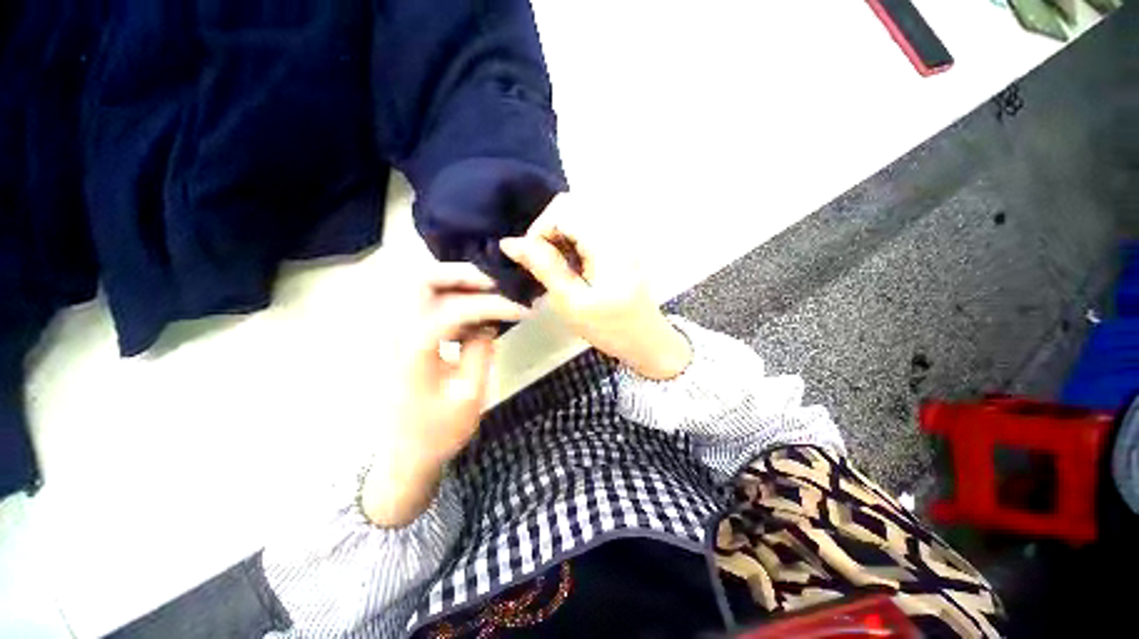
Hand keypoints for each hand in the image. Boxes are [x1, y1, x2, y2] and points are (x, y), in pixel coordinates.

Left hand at [360, 263, 528, 526]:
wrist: (405, 456)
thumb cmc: (438, 432)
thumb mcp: (469, 394)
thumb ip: (481, 350)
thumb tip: (491, 321)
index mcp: (415, 348)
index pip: (457, 308)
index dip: (494, 305)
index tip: (521, 310)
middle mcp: (398, 332)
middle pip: (423, 280)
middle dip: (463, 275)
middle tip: (496, 283)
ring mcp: (397, 333)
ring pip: (423, 288)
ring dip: (457, 284)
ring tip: (489, 292)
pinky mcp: (404, 338)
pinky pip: (427, 304)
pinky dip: (451, 299)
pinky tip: (473, 313)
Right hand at [499, 198, 691, 380]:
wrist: (647, 341)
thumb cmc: (611, 327)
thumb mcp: (572, 301)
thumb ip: (543, 267)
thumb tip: (510, 242)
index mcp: (606, 241)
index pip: (562, 208)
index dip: (539, 230)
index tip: (533, 261)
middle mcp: (615, 229)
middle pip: (569, 207)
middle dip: (548, 232)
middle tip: (544, 266)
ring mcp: (619, 236)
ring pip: (576, 218)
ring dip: (558, 239)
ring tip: (556, 270)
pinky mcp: (619, 245)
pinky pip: (587, 230)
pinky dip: (571, 244)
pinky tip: (571, 269)